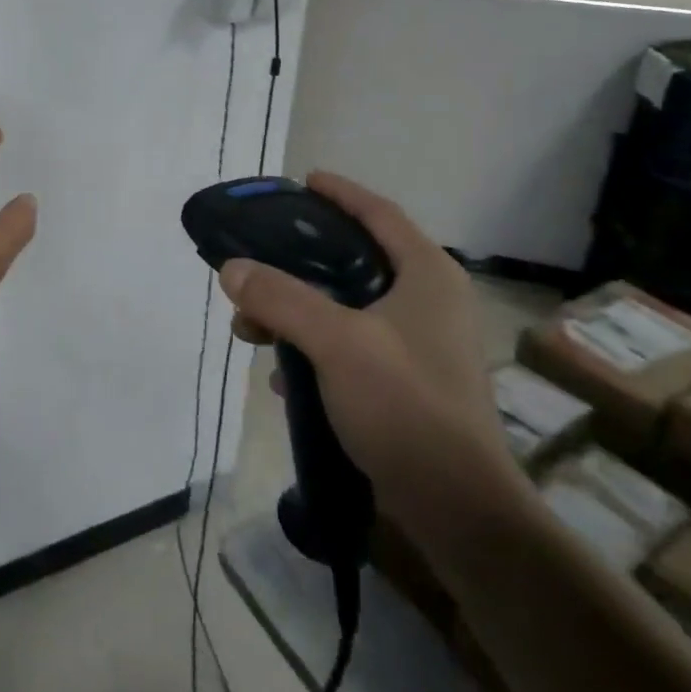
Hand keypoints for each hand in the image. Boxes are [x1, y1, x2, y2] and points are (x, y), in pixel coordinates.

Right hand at [221, 172, 525, 561]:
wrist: (459, 509)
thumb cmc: (406, 406)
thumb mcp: (336, 342)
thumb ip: (281, 299)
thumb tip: (231, 268)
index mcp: (426, 275)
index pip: (378, 212)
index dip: (339, 193)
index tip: (301, 182)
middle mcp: (428, 301)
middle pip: (355, 260)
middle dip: (299, 263)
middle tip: (257, 263)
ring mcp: (421, 345)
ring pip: (347, 307)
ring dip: (298, 312)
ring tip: (253, 329)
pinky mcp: (408, 383)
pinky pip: (351, 346)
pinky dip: (314, 349)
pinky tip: (282, 375)